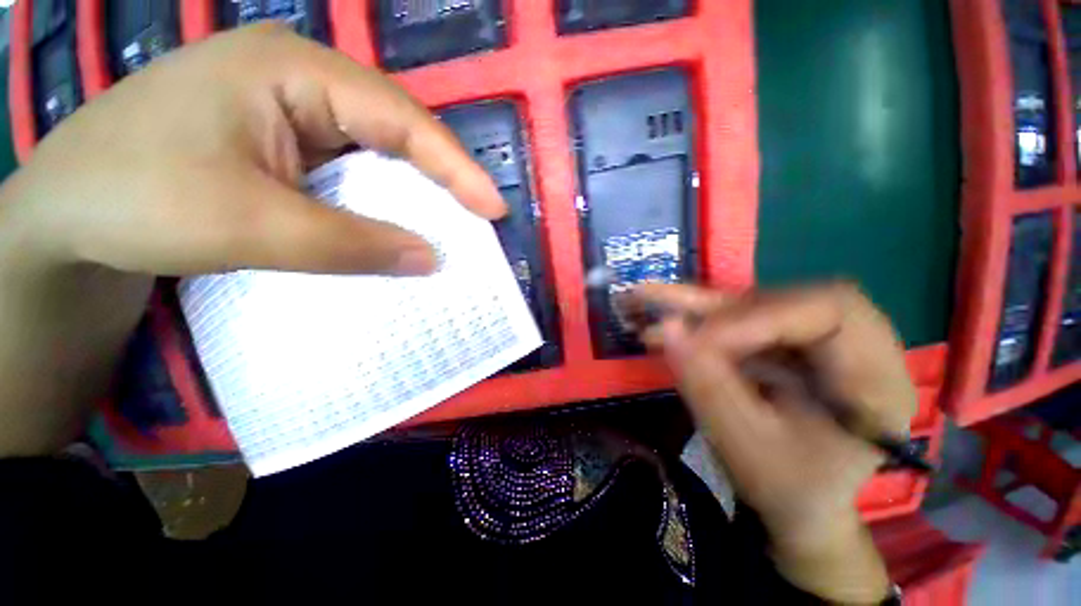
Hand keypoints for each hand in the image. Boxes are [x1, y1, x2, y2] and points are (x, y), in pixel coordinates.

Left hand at [0, 25, 503, 455]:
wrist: (64, 216)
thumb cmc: (137, 200)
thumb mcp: (252, 224)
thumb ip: (353, 244)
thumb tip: (431, 259)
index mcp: (295, 72)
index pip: (404, 120)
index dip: (457, 169)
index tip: (494, 209)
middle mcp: (302, 82)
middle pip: (396, 132)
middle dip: (443, 180)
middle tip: (479, 220)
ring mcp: (291, 113)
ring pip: (376, 155)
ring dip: (413, 196)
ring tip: (450, 228)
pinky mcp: (281, 145)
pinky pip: (350, 173)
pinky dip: (379, 204)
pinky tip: (393, 228)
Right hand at [635, 283, 910, 600]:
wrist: (798, 505)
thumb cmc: (785, 488)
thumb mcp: (745, 446)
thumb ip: (706, 384)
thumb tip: (666, 327)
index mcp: (876, 382)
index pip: (831, 311)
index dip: (760, 316)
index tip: (701, 340)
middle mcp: (857, 349)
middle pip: (792, 298)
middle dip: (727, 309)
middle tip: (675, 322)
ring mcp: (818, 342)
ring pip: (758, 302)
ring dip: (701, 307)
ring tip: (648, 298)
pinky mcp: (787, 342)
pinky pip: (742, 317)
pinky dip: (699, 316)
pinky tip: (664, 313)